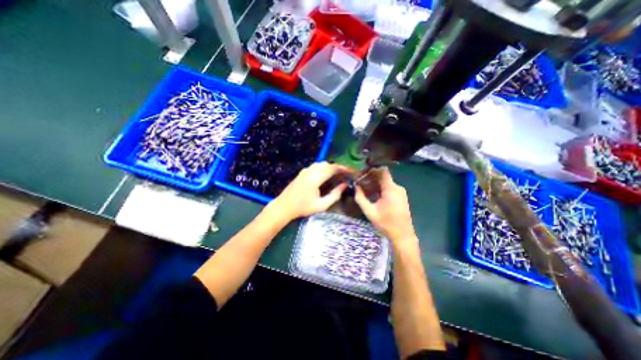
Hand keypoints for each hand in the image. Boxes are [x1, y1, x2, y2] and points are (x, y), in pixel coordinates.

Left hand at [269, 161, 353, 222]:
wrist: (284, 206)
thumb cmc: (303, 208)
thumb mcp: (321, 205)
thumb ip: (335, 195)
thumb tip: (345, 185)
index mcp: (315, 178)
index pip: (333, 168)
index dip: (343, 168)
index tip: (351, 171)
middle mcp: (310, 171)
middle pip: (327, 164)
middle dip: (337, 167)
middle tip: (345, 175)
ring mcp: (305, 170)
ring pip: (321, 164)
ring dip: (330, 167)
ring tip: (337, 175)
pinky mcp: (302, 172)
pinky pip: (315, 166)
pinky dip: (323, 168)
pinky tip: (326, 176)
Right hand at [352, 168, 418, 241]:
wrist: (402, 236)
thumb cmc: (386, 224)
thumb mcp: (370, 211)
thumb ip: (360, 198)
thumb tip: (355, 187)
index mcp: (391, 189)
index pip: (382, 171)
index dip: (371, 170)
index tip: (361, 174)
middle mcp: (397, 188)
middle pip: (382, 177)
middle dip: (370, 178)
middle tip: (359, 183)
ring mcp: (400, 192)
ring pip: (385, 183)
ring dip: (374, 185)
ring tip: (363, 190)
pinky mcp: (400, 197)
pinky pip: (388, 188)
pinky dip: (379, 189)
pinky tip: (372, 196)